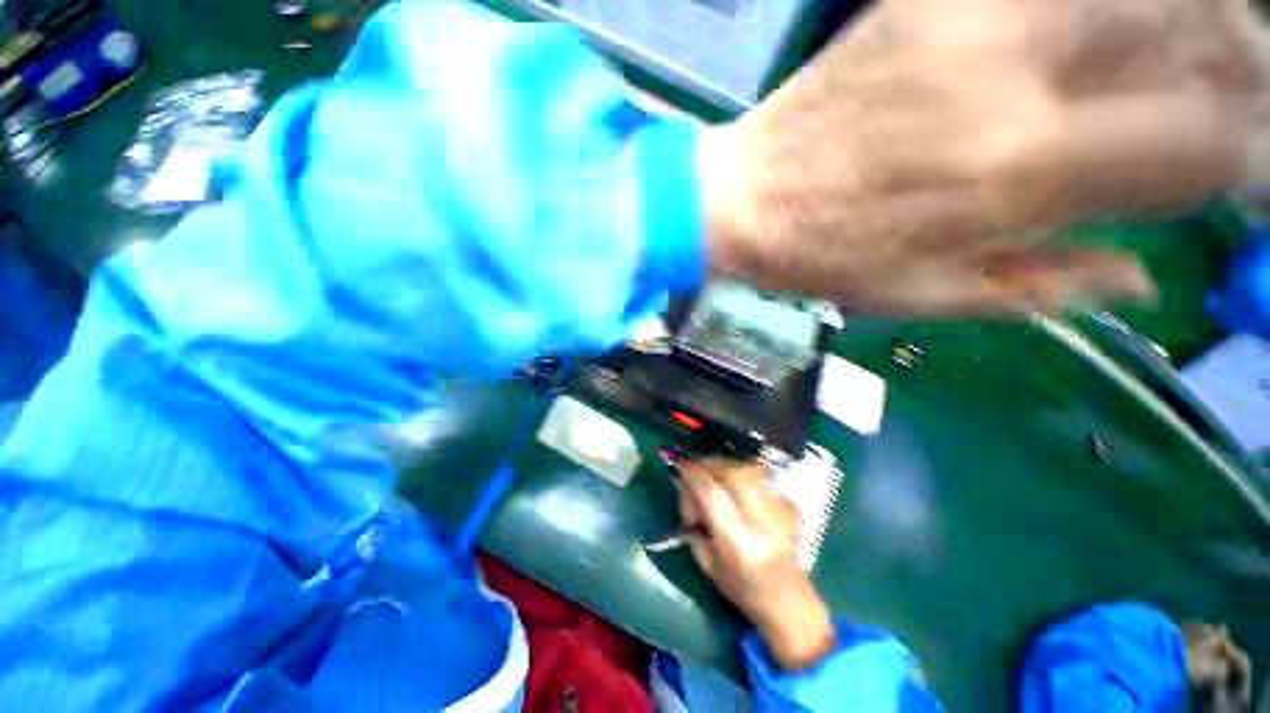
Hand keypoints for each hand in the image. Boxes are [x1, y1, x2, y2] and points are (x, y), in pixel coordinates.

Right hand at [676, 459, 836, 669]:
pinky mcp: (790, 506)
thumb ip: (693, 524)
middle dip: (707, 465)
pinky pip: (762, 476)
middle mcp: (759, 522)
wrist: (790, 601)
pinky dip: (744, 472)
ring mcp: (779, 512)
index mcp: (735, 542)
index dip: (691, 474)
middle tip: (696, 470)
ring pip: (748, 469)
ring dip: (726, 465)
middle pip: (731, 474)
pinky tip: (738, 483)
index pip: (710, 494)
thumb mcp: (707, 563)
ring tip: (716, 474)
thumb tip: (686, 488)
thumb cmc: (742, 588)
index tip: (679, 466)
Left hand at [698, 0, 1252, 314]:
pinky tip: (1103, 28)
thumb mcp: (923, 295)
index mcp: (1019, 171)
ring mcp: (966, 24)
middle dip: (1241, 68)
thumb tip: (1145, 281)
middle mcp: (1013, 79)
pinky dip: (1104, 3)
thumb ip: (1041, 286)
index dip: (1249, 159)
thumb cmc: (821, 258)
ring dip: (1189, 18)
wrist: (743, 203)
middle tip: (1236, 97)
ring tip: (1190, 57)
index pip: (1200, 145)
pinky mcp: (922, 3)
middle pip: (1192, 35)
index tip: (1250, 171)